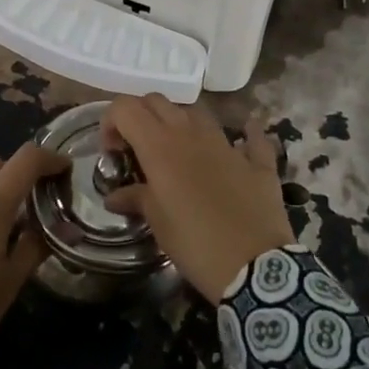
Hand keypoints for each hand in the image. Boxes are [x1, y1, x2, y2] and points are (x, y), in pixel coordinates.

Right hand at [101, 96, 293, 299]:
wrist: (254, 267)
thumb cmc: (195, 243)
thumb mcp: (157, 223)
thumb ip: (135, 198)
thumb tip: (115, 196)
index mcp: (160, 146)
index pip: (125, 107)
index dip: (112, 122)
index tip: (113, 152)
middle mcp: (191, 133)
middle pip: (158, 101)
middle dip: (141, 116)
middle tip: (138, 149)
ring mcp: (227, 143)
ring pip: (197, 111)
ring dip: (181, 123)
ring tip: (177, 153)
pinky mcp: (257, 160)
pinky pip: (250, 136)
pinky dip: (242, 135)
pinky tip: (239, 143)